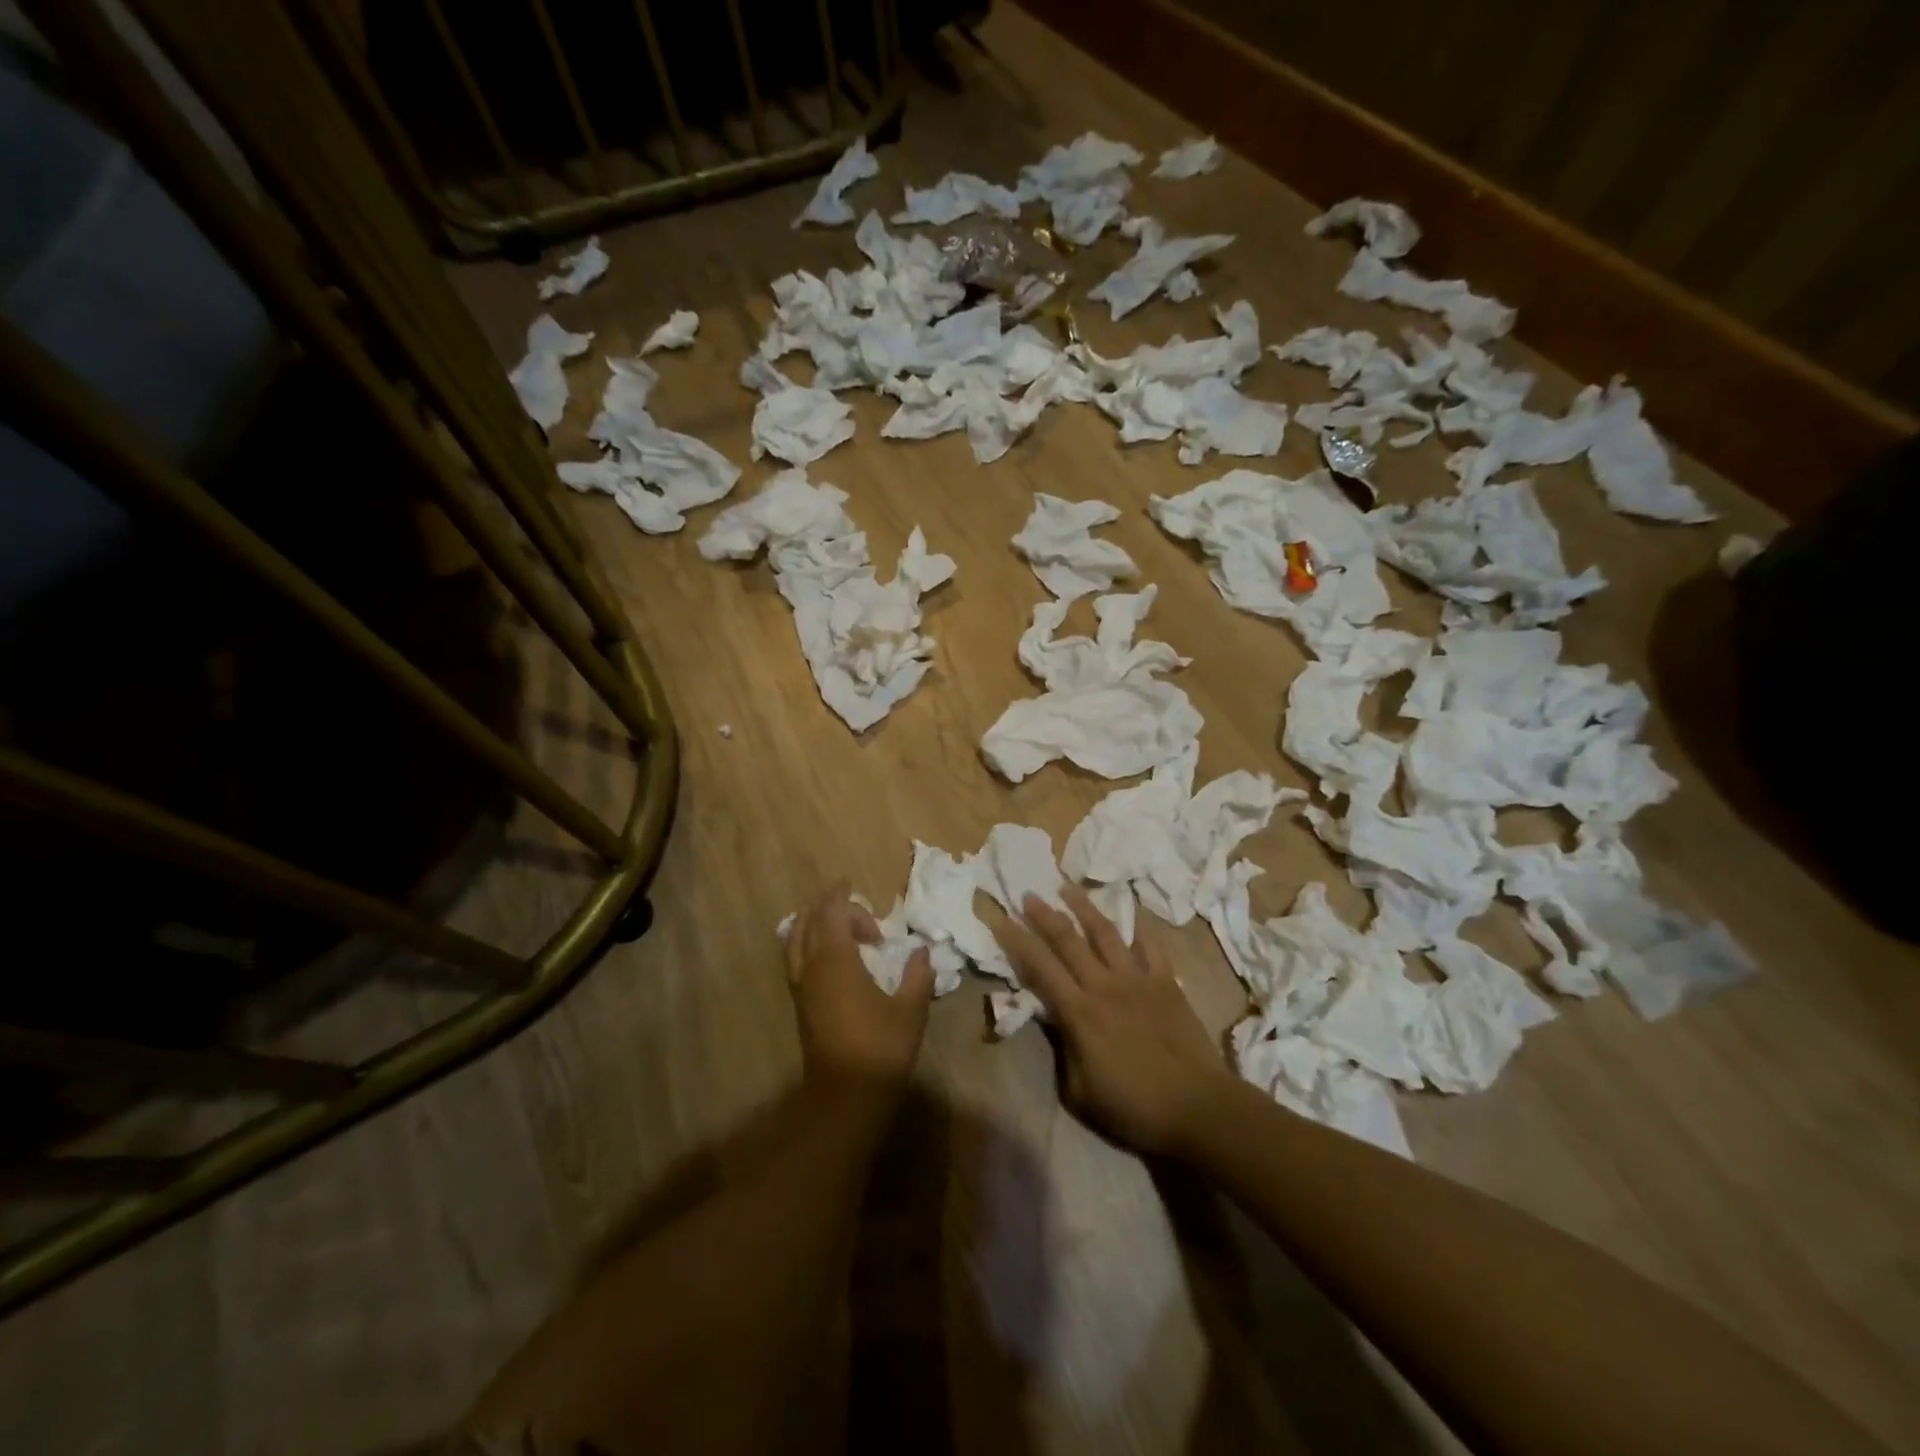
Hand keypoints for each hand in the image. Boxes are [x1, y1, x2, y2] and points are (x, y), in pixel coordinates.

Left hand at [786, 882, 933, 1093]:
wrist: (846, 1097)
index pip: (830, 913)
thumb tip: (921, 951)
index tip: (853, 886)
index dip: (840, 897)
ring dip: (814, 925)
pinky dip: (808, 945)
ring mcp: (802, 988)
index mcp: (836, 961)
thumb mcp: (910, 1010)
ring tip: (839, 925)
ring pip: (796, 941)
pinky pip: (796, 960)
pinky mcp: (801, 1006)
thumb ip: (916, 975)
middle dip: (827, 908)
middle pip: (808, 923)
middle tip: (853, 906)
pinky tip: (830, 955)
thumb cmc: (881, 1048)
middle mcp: (812, 968)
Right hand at [992, 885, 1231, 1156]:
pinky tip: (1131, 908)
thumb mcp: (1079, 1092)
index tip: (1000, 918)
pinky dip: (1140, 925)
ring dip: (1084, 907)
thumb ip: (1062, 1049)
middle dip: (1044, 915)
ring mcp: (1138, 979)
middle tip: (1028, 893)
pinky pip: (1151, 945)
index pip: (1039, 967)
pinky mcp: (1166, 981)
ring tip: (1067, 887)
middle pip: (1068, 940)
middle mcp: (1104, 985)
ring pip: (1105, 932)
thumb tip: (1051, 1018)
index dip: (1016, 941)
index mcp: (1079, 1012)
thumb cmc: (1133, 1107)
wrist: (1197, 1107)